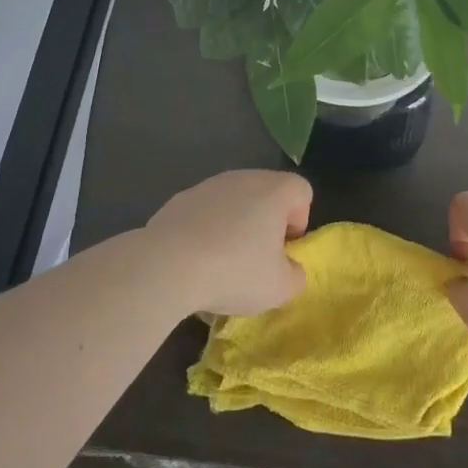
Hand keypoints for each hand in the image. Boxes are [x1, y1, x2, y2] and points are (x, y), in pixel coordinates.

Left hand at [141, 170, 312, 316]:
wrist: (166, 266)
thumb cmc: (234, 271)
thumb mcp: (280, 288)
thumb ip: (295, 276)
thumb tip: (288, 268)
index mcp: (274, 191)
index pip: (301, 191)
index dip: (300, 221)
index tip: (284, 250)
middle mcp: (243, 178)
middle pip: (266, 194)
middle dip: (266, 224)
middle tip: (257, 259)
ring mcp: (207, 186)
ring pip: (233, 203)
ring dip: (235, 227)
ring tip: (222, 264)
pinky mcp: (178, 200)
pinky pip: (204, 213)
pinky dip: (206, 231)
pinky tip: (195, 261)